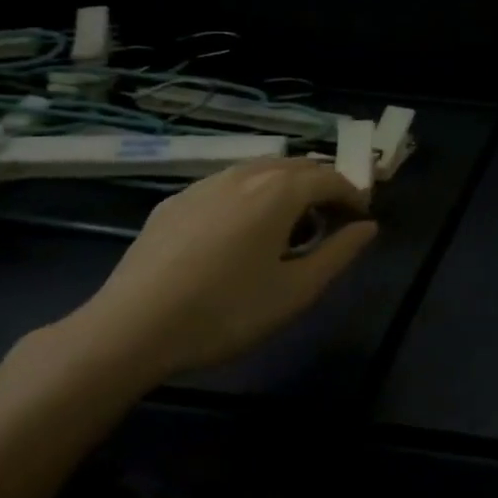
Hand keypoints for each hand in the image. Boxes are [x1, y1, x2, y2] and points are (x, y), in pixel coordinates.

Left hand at [61, 159, 376, 383]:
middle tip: (330, 223)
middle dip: (321, 188)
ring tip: (288, 228)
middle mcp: (244, 175)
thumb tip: (368, 227)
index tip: (361, 221)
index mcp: (279, 191)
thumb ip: (340, 253)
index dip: (352, 196)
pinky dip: (250, 196)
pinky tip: (240, 234)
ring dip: (286, 189)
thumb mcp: (296, 291)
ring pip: (260, 172)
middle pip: (297, 167)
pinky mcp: (174, 202)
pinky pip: (227, 186)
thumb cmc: (226, 312)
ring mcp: (204, 184)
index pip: (330, 177)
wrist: (129, 329)